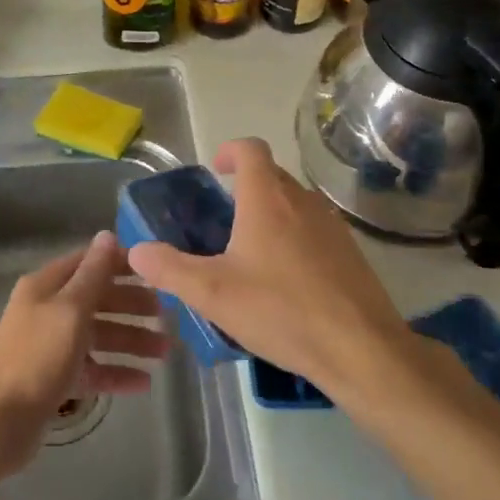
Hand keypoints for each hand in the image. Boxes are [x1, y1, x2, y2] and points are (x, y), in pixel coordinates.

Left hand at [0, 230, 168, 471]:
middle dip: (131, 306)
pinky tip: (143, 382)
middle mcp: (48, 310)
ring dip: (130, 341)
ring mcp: (51, 345)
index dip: (121, 264)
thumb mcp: (70, 310)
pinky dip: (115, 372)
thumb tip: (107, 234)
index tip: (156, 272)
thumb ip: (93, 273)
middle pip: (97, 300)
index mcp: (46, 286)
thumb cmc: (37, 358)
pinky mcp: (55, 379)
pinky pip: (92, 368)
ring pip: (98, 335)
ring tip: (165, 352)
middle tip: (167, 316)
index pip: (89, 263)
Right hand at [127, 137, 410, 396]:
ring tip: (249, 252)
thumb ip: (170, 269)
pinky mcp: (350, 253)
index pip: (250, 149)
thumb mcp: (213, 294)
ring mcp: (332, 226)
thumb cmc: (281, 311)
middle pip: (271, 175)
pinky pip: (314, 230)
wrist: (362, 350)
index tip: (214, 170)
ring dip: (270, 213)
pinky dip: (294, 238)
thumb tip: (137, 251)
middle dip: (245, 186)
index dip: (229, 151)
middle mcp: (302, 202)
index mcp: (267, 199)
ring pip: (294, 204)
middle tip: (221, 219)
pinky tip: (283, 281)